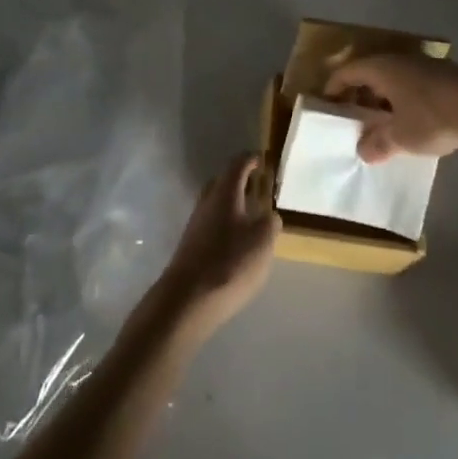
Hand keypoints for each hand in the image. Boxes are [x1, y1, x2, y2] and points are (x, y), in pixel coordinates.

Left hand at [158, 153, 280, 337]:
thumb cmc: (230, 262)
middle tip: (259, 190)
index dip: (252, 159)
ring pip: (217, 204)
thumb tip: (268, 214)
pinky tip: (236, 244)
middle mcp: (207, 201)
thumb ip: (270, 221)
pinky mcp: (191, 245)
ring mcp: (196, 223)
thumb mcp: (263, 240)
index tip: (263, 159)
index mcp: (225, 191)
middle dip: (241, 182)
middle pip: (224, 182)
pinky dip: (226, 225)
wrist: (187, 299)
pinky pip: (212, 224)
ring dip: (233, 206)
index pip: (238, 163)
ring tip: (252, 220)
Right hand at [325, 53, 457, 162]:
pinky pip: (412, 83)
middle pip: (370, 72)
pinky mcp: (444, 74)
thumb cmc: (431, 117)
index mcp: (380, 68)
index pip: (347, 72)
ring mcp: (423, 64)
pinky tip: (412, 120)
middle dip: (360, 94)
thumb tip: (363, 151)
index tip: (327, 105)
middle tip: (354, 117)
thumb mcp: (400, 137)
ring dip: (384, 97)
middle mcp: (398, 59)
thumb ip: (378, 143)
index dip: (334, 88)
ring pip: (393, 78)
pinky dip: (403, 98)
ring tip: (383, 122)